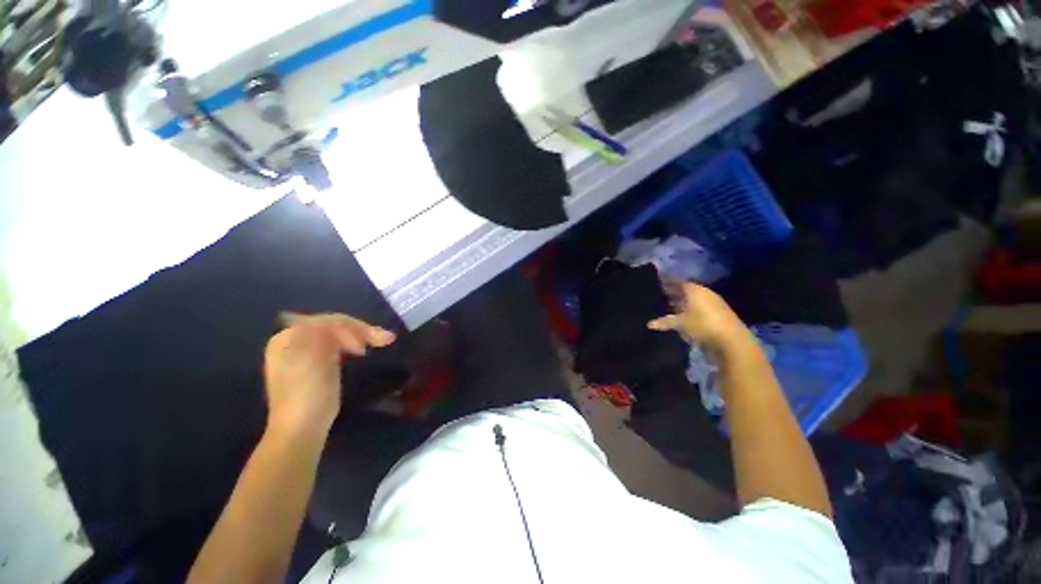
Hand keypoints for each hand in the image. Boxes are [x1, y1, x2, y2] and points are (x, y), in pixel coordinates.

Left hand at [263, 313, 395, 437]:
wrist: (301, 429)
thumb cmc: (308, 394)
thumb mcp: (315, 358)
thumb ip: (324, 333)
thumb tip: (338, 321)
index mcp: (288, 337)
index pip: (328, 321)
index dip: (353, 327)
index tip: (372, 341)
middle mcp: (293, 341)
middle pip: (333, 326)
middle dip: (359, 330)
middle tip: (384, 339)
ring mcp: (303, 354)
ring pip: (336, 335)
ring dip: (358, 336)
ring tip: (377, 343)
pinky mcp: (314, 365)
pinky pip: (335, 346)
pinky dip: (350, 345)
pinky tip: (359, 351)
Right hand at [647, 279, 750, 349]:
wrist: (732, 340)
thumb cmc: (702, 325)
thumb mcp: (680, 324)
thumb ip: (665, 322)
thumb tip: (649, 324)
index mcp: (694, 290)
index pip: (677, 281)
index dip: (667, 280)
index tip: (657, 280)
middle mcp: (703, 292)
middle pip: (685, 289)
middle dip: (673, 291)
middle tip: (659, 292)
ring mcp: (712, 302)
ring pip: (692, 298)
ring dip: (681, 301)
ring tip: (668, 304)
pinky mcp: (718, 312)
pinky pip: (698, 306)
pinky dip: (689, 308)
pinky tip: (683, 314)